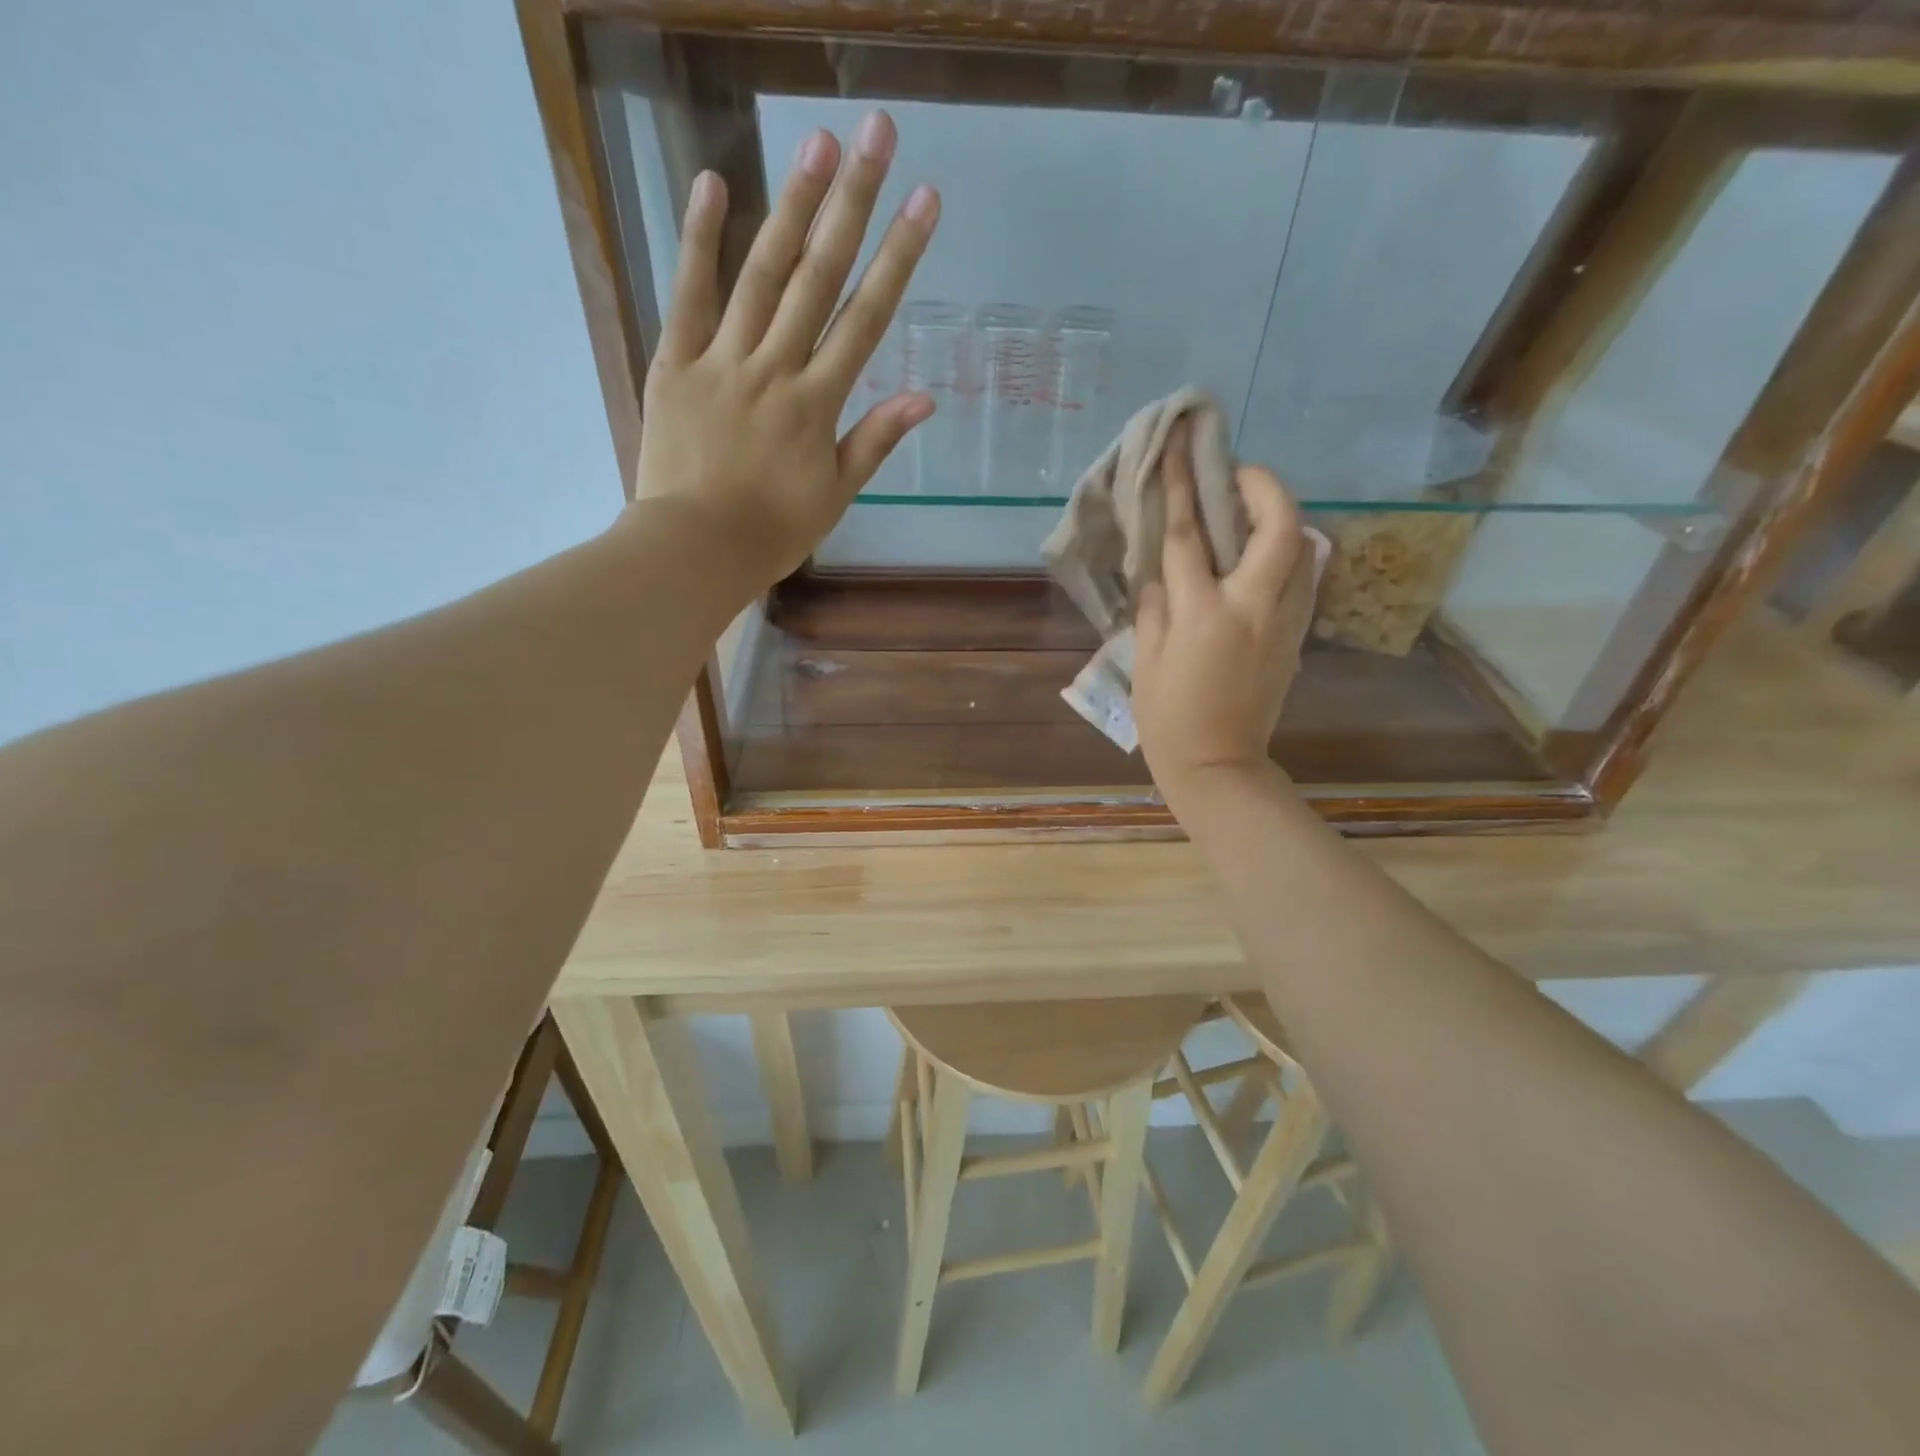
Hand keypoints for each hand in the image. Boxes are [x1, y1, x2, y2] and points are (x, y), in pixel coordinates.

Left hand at [630, 111, 939, 595]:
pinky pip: (688, 296)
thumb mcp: (834, 495)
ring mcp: (722, 360)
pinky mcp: (676, 363)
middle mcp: (775, 368)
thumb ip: (875, 441)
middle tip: (874, 135)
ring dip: (790, 206)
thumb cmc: (772, 531)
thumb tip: (924, 398)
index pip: (866, 319)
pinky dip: (699, 241)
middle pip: (819, 278)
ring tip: (814, 144)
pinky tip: (712, 184)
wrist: (695, 548)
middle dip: (851, 204)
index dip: (898, 258)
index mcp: (818, 404)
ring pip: (761, 274)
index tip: (924, 203)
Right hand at [1132, 425, 1317, 805]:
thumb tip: (1162, 577)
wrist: (1218, 765)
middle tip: (1239, 476)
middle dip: (1264, 486)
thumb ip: (1154, 609)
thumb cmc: (1168, 718)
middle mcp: (1252, 607)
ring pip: (1304, 549)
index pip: (1189, 536)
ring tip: (1251, 514)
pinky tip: (1261, 561)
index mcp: (1203, 614)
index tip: (1182, 447)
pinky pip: (1302, 581)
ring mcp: (1283, 621)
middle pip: (1278, 526)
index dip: (1183, 486)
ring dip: (1281, 518)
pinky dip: (1288, 556)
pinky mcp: (1296, 638)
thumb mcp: (1144, 662)